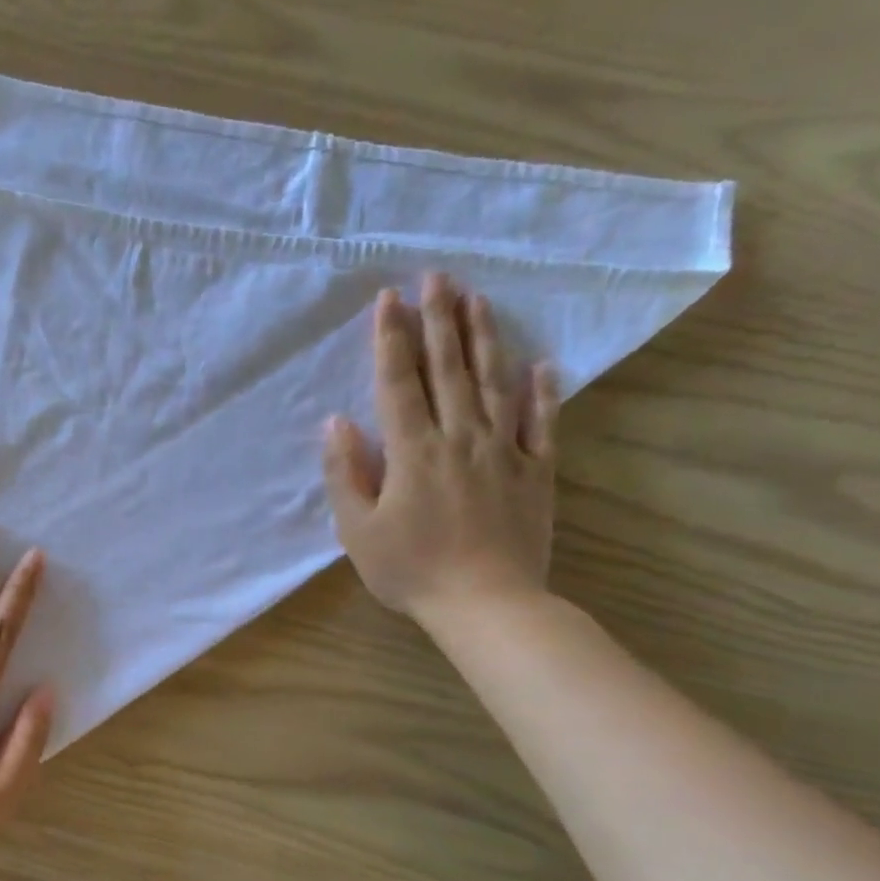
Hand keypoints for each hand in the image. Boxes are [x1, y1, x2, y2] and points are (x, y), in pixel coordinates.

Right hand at [324, 274, 560, 627]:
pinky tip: (542, 364)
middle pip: (449, 370)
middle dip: (440, 320)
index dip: (392, 339)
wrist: (485, 604)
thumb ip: (345, 474)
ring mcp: (504, 452)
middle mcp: (460, 439)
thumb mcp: (357, 530)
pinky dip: (543, 391)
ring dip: (484, 339)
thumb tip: (336, 423)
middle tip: (438, 276)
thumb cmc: (409, 570)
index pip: (399, 383)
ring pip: (495, 384)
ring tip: (479, 300)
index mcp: (413, 452)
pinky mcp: (536, 472)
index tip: (389, 299)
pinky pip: (542, 423)